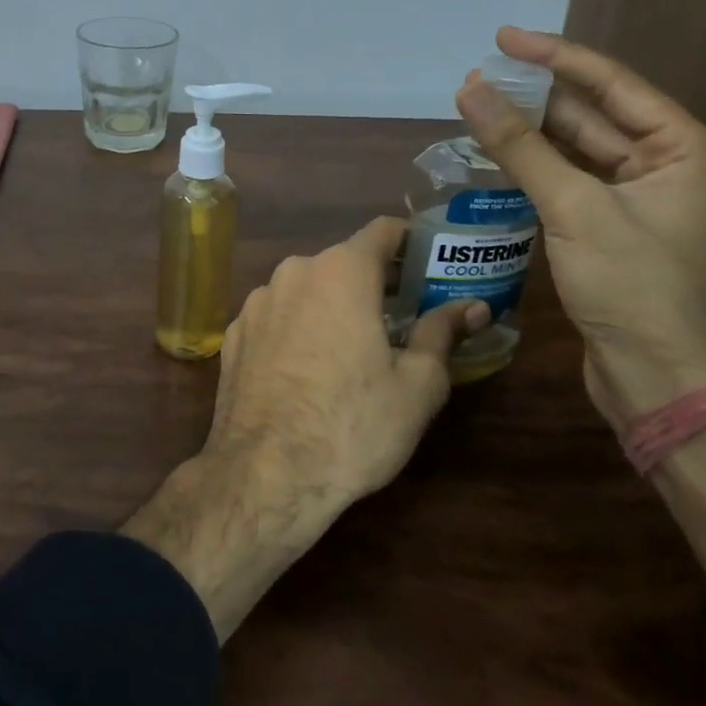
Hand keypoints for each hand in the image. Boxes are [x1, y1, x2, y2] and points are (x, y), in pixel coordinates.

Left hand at [210, 216, 486, 514]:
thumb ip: (442, 334)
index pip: (383, 231)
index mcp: (342, 272)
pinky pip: (276, 317)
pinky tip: (307, 369)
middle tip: (403, 314)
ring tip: (354, 346)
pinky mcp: (234, 334)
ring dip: (332, 305)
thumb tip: (472, 307)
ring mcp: (257, 302)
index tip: (429, 262)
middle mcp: (294, 272)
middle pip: (343, 261)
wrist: (265, 474)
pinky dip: (297, 328)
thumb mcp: (417, 386)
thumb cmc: (352, 425)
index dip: (411, 241)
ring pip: (306, 289)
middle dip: (374, 282)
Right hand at [456, 28, 705, 426]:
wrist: (660, 381)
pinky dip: (534, 165)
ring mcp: (640, 199)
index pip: (612, 84)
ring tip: (478, 105)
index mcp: (685, 149)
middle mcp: (669, 165)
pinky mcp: (612, 227)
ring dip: (530, 129)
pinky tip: (497, 151)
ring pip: (577, 148)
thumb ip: (520, 146)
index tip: (502, 38)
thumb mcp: (574, 208)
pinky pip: (568, 179)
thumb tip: (471, 89)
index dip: (555, 56)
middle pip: (593, 113)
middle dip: (536, 94)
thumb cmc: (633, 288)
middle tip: (480, 75)